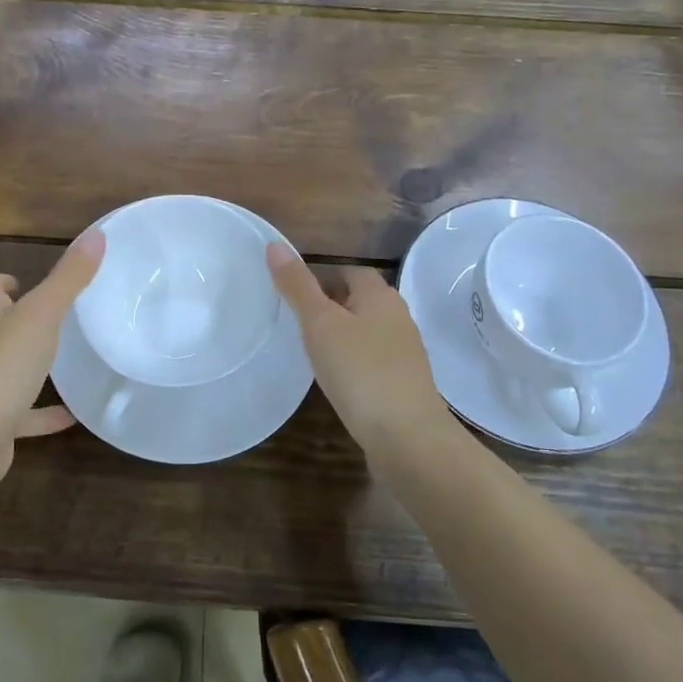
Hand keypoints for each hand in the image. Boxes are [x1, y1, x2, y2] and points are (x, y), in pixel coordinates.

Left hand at [0, 230, 104, 493]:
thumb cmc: (1, 366)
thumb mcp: (43, 314)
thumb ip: (70, 277)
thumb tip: (96, 233)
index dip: (4, 281)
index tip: (28, 284)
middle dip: (16, 320)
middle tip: (53, 319)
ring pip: (2, 367)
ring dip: (27, 365)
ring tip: (62, 363)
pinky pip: (18, 412)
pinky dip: (40, 411)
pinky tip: (70, 416)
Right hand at [266, 243, 453, 461]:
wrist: (408, 437)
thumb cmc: (360, 371)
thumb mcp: (320, 324)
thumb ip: (297, 286)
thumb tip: (275, 244)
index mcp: (380, 296)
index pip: (352, 271)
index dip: (324, 275)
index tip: (295, 290)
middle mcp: (398, 317)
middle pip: (362, 300)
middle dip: (332, 304)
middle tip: (297, 318)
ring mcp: (405, 353)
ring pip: (369, 331)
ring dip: (344, 334)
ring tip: (312, 348)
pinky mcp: (404, 383)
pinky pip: (374, 360)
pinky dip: (354, 361)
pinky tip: (336, 378)